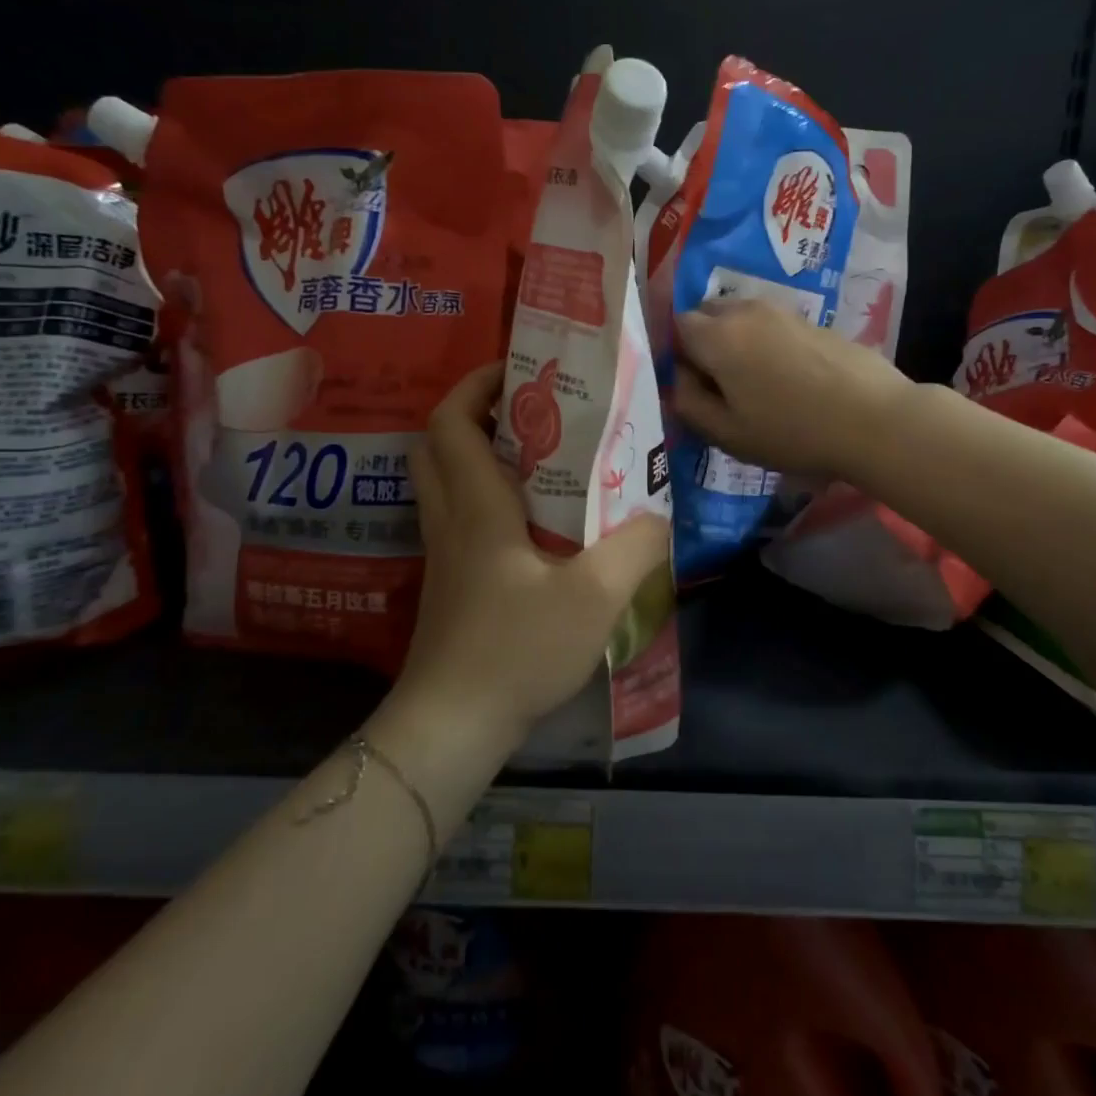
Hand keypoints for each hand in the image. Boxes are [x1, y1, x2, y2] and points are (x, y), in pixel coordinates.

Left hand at [393, 363, 669, 754]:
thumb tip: (658, 515)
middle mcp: (451, 519)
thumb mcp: (594, 596)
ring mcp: (444, 553)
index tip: (518, 369)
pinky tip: (533, 518)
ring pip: (445, 479)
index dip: (477, 385)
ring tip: (539, 453)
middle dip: (476, 411)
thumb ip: (635, 546)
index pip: (451, 422)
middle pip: (438, 443)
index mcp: (476, 506)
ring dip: (480, 451)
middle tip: (530, 408)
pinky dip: (485, 493)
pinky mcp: (450, 581)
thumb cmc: (517, 648)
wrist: (453, 726)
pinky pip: (459, 514)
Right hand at [673, 300, 914, 479]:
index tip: (694, 386)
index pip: (677, 326)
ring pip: (741, 317)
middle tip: (720, 385)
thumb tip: (680, 378)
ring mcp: (783, 311)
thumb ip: (688, 403)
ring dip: (737, 341)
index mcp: (718, 335)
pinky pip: (771, 324)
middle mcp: (746, 311)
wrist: (874, 419)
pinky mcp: (812, 320)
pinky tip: (788, 378)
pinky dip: (766, 343)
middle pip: (708, 313)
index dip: (678, 354)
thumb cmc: (792, 432)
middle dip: (704, 341)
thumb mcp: (727, 433)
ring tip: (755, 383)